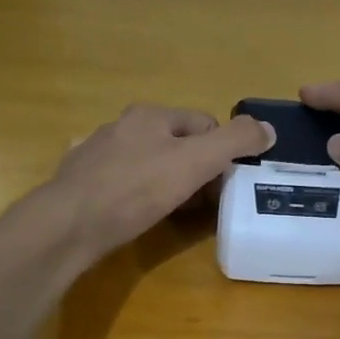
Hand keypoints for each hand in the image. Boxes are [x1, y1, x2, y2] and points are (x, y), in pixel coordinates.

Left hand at [39, 104, 272, 266]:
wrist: (70, 224)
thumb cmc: (137, 189)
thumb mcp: (196, 162)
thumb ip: (236, 142)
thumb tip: (269, 129)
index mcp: (151, 115)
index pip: (205, 124)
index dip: (222, 153)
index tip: (223, 184)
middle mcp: (123, 125)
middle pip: (178, 144)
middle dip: (196, 170)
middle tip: (202, 202)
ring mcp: (99, 152)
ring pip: (151, 163)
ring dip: (168, 183)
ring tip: (172, 211)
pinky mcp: (84, 181)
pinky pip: (124, 182)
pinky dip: (138, 195)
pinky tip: (138, 213)